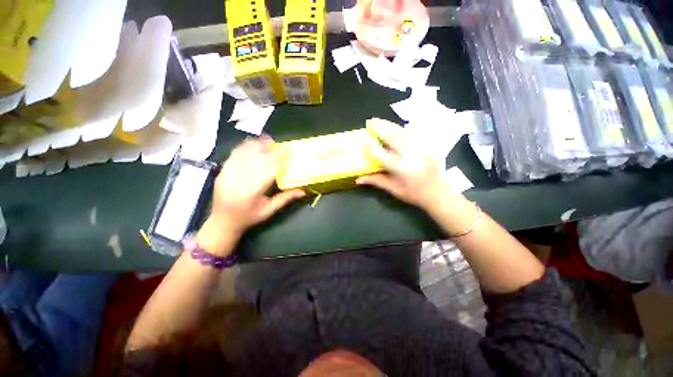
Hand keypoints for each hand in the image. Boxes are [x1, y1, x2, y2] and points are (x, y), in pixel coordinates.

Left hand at [198, 136, 304, 254]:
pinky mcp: (222, 172)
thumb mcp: (269, 211)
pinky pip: (233, 156)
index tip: (289, 154)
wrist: (222, 222)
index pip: (268, 172)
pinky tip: (252, 142)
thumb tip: (303, 191)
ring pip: (245, 155)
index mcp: (251, 193)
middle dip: (271, 152)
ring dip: (257, 146)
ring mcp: (227, 175)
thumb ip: (285, 198)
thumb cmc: (248, 218)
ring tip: (268, 139)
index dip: (280, 161)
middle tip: (283, 146)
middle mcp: (238, 181)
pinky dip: (244, 147)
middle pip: (257, 161)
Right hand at [356, 119, 453, 210]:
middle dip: (380, 127)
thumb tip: (358, 179)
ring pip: (402, 131)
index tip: (361, 141)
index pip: (381, 154)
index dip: (370, 147)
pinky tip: (396, 127)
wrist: (440, 193)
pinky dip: (402, 128)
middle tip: (369, 121)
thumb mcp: (393, 189)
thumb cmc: (414, 194)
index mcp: (400, 168)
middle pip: (392, 136)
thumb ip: (375, 181)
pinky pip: (414, 132)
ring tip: (379, 121)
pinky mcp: (428, 145)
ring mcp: (421, 147)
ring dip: (389, 125)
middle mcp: (410, 155)